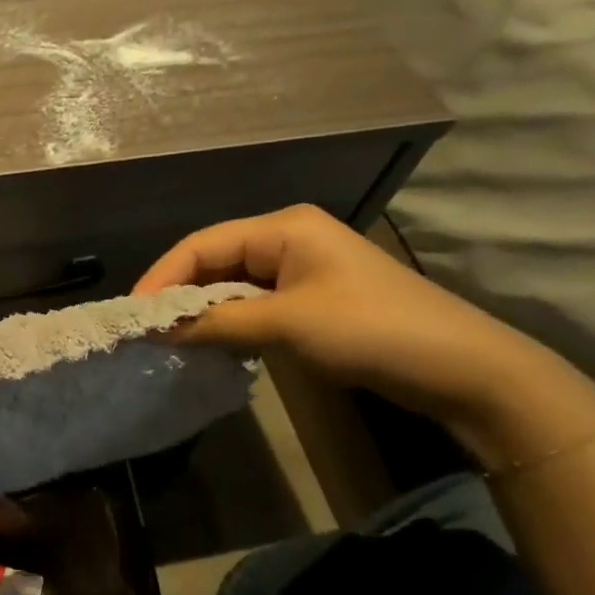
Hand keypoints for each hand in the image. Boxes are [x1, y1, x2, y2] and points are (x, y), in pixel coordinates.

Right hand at [135, 205, 561, 434]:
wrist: (462, 367)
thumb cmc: (370, 329)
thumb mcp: (285, 324)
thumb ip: (216, 323)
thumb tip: (156, 329)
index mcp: (283, 227)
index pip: (202, 244)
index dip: (162, 276)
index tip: (133, 312)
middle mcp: (288, 239)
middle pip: (214, 260)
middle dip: (179, 293)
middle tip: (146, 328)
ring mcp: (302, 270)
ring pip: (232, 284)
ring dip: (202, 310)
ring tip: (169, 338)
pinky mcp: (312, 300)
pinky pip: (254, 304)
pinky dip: (228, 321)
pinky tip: (210, 342)